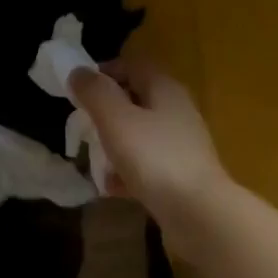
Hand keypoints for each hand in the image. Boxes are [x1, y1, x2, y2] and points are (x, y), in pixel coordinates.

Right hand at [69, 58, 231, 240]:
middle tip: (82, 127)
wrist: (198, 212)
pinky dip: (128, 172)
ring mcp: (181, 144)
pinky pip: (147, 165)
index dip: (104, 71)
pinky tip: (112, 189)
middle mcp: (177, 110)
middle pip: (136, 100)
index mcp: (164, 89)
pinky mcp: (180, 174)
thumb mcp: (116, 120)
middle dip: (106, 112)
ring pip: (140, 134)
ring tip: (93, 161)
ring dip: (114, 145)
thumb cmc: (154, 158)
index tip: (79, 91)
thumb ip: (95, 93)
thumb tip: (78, 71)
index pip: (133, 65)